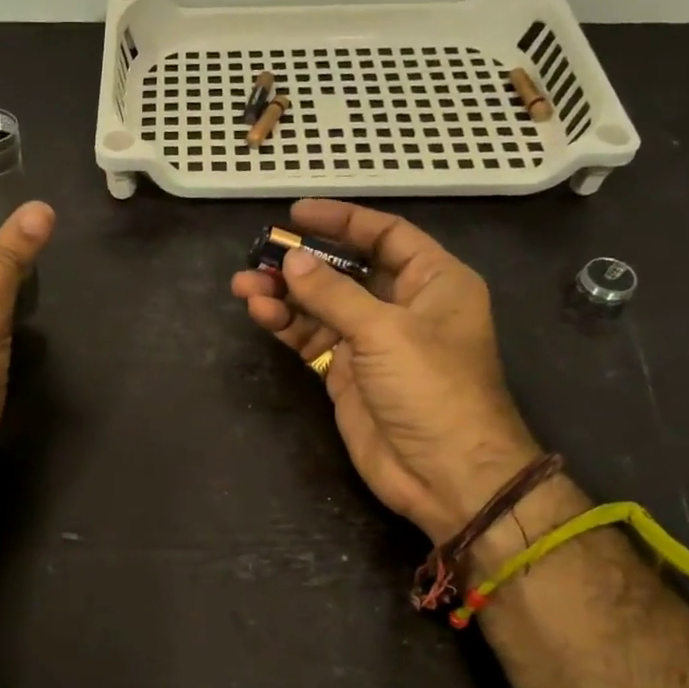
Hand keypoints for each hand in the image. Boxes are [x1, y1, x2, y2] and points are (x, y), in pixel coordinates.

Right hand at [230, 199, 539, 538]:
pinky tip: (260, 313)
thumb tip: (291, 260)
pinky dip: (286, 324)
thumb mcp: (385, 331)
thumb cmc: (431, 388)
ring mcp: (371, 341)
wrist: (445, 473)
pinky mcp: (345, 373)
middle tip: (258, 255)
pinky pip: (311, 337)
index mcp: (434, 281)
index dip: (342, 220)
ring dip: (284, 294)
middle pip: (346, 269)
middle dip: (302, 262)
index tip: (296, 214)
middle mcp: (402, 305)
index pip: (385, 235)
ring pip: (321, 305)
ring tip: (243, 286)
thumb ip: (334, 293)